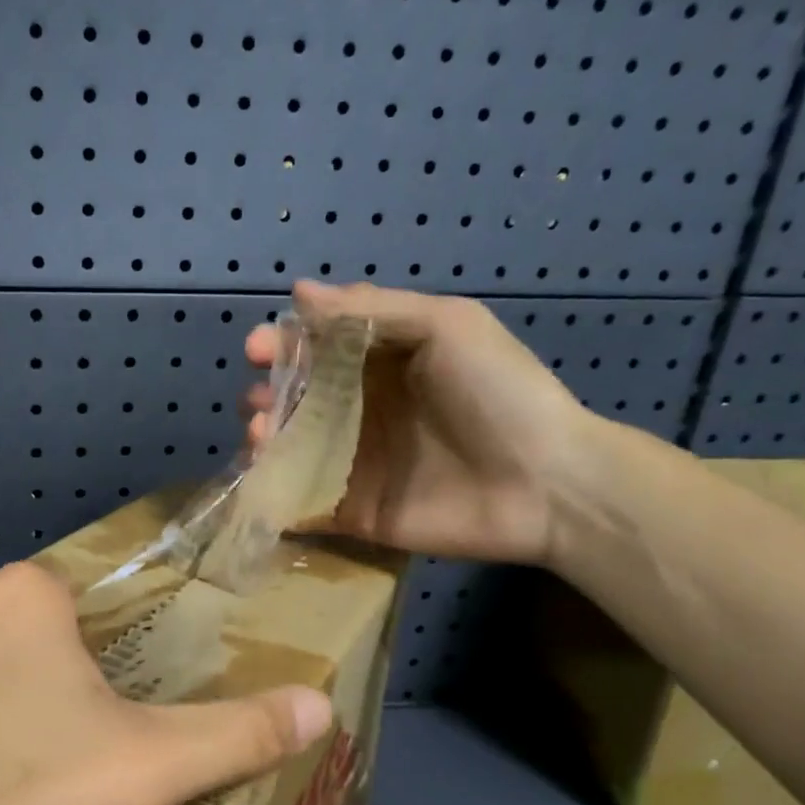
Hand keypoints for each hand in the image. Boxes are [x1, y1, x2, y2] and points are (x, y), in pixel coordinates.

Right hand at [243, 280, 591, 565]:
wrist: (547, 484)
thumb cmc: (499, 392)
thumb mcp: (446, 327)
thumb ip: (372, 310)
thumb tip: (299, 293)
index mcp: (382, 364)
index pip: (317, 350)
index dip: (282, 346)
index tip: (256, 351)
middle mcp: (362, 412)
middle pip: (296, 401)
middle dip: (266, 397)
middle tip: (258, 405)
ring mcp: (355, 464)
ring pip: (290, 449)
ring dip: (264, 441)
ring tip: (260, 438)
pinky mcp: (354, 511)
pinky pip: (301, 502)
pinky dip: (273, 494)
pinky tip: (262, 483)